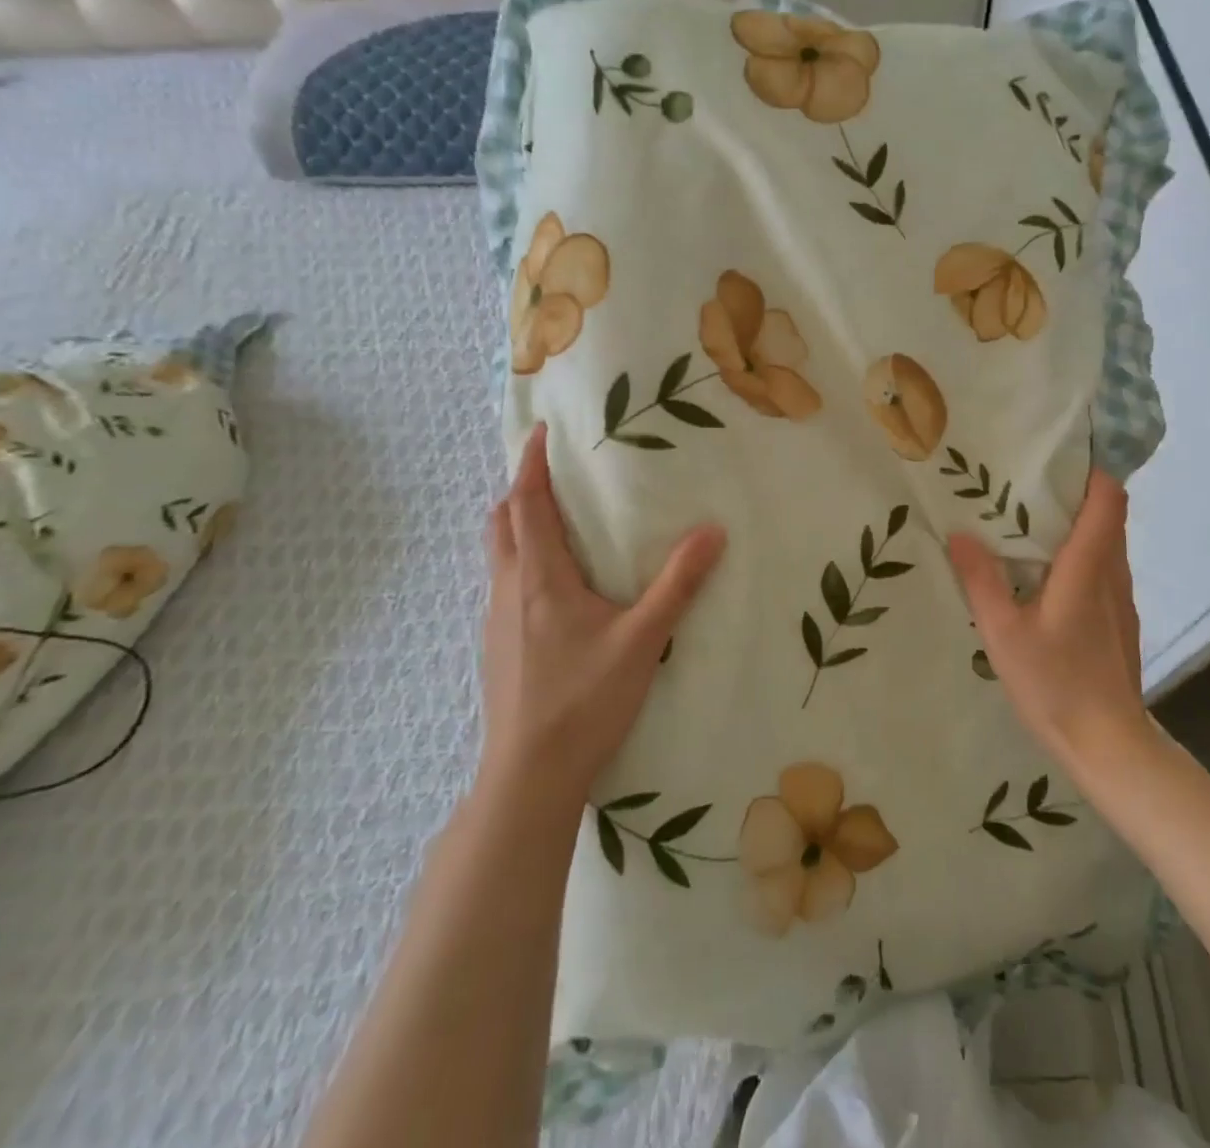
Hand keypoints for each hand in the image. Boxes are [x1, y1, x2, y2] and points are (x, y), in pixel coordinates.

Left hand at [477, 423, 725, 803]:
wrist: (529, 777)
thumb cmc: (584, 701)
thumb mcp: (642, 640)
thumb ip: (678, 584)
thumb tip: (713, 531)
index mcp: (539, 578)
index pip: (527, 505)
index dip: (531, 464)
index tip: (540, 431)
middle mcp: (509, 590)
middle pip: (502, 524)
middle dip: (521, 491)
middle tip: (553, 474)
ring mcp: (497, 622)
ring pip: (500, 555)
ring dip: (519, 526)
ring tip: (558, 520)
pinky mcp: (499, 648)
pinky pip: (505, 584)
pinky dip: (522, 561)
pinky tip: (557, 586)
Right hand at [948, 469, 1145, 771]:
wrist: (1109, 744)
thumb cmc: (1055, 684)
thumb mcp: (1003, 633)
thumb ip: (981, 581)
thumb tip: (959, 534)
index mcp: (1088, 568)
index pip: (1108, 500)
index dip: (1092, 472)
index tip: (1058, 459)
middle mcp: (1113, 574)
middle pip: (1108, 516)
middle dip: (1076, 495)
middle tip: (1027, 487)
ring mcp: (1122, 599)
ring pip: (1109, 544)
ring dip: (1079, 527)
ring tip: (1032, 526)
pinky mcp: (1121, 620)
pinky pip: (1106, 570)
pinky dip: (1083, 556)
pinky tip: (1049, 577)